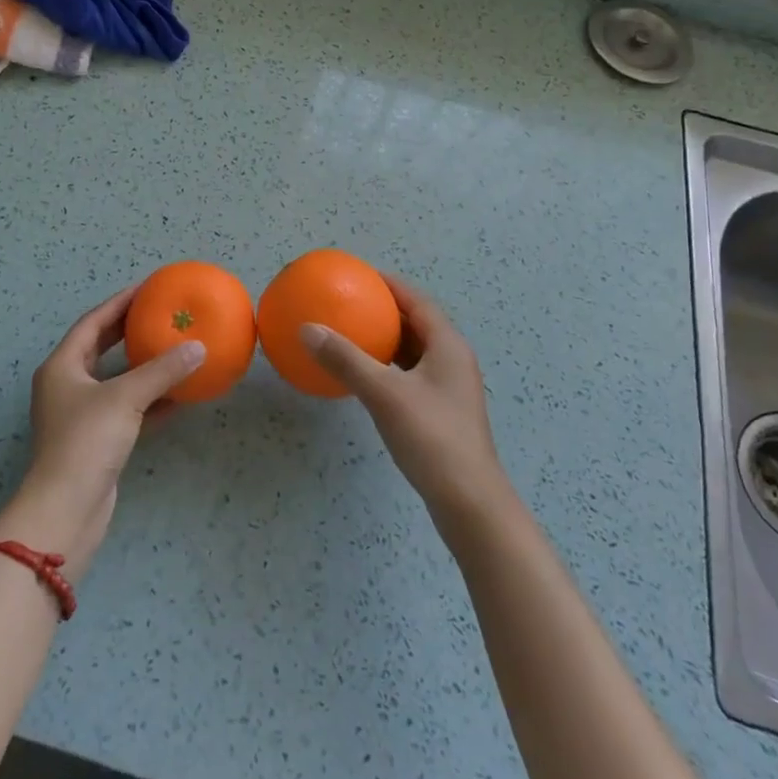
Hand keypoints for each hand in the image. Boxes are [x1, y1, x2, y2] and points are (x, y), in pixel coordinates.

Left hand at [0, 285, 203, 580]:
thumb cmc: (86, 442)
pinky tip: (180, 394)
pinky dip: (151, 399)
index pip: (93, 322)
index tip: (148, 287)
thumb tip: (199, 348)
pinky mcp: (98, 440)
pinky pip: (128, 407)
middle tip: (161, 312)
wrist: (66, 511)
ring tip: (174, 346)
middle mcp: (68, 385)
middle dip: (130, 328)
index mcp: (63, 366)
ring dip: (144, 364)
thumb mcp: (125, 399)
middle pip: (102, 346)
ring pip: (117, 378)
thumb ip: (162, 370)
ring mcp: (82, 414)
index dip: (120, 302)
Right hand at [301, 274, 512, 532]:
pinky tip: (364, 377)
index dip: (390, 285)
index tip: (360, 275)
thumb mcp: (383, 394)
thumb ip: (346, 359)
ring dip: (386, 340)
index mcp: (447, 345)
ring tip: (352, 333)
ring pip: (414, 351)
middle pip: (417, 323)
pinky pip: (411, 375)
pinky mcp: (442, 412)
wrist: (469, 503)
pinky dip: (388, 367)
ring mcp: (449, 388)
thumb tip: (308, 328)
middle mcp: (452, 360)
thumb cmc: (432, 438)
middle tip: (350, 303)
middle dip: (385, 311)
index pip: (417, 301)